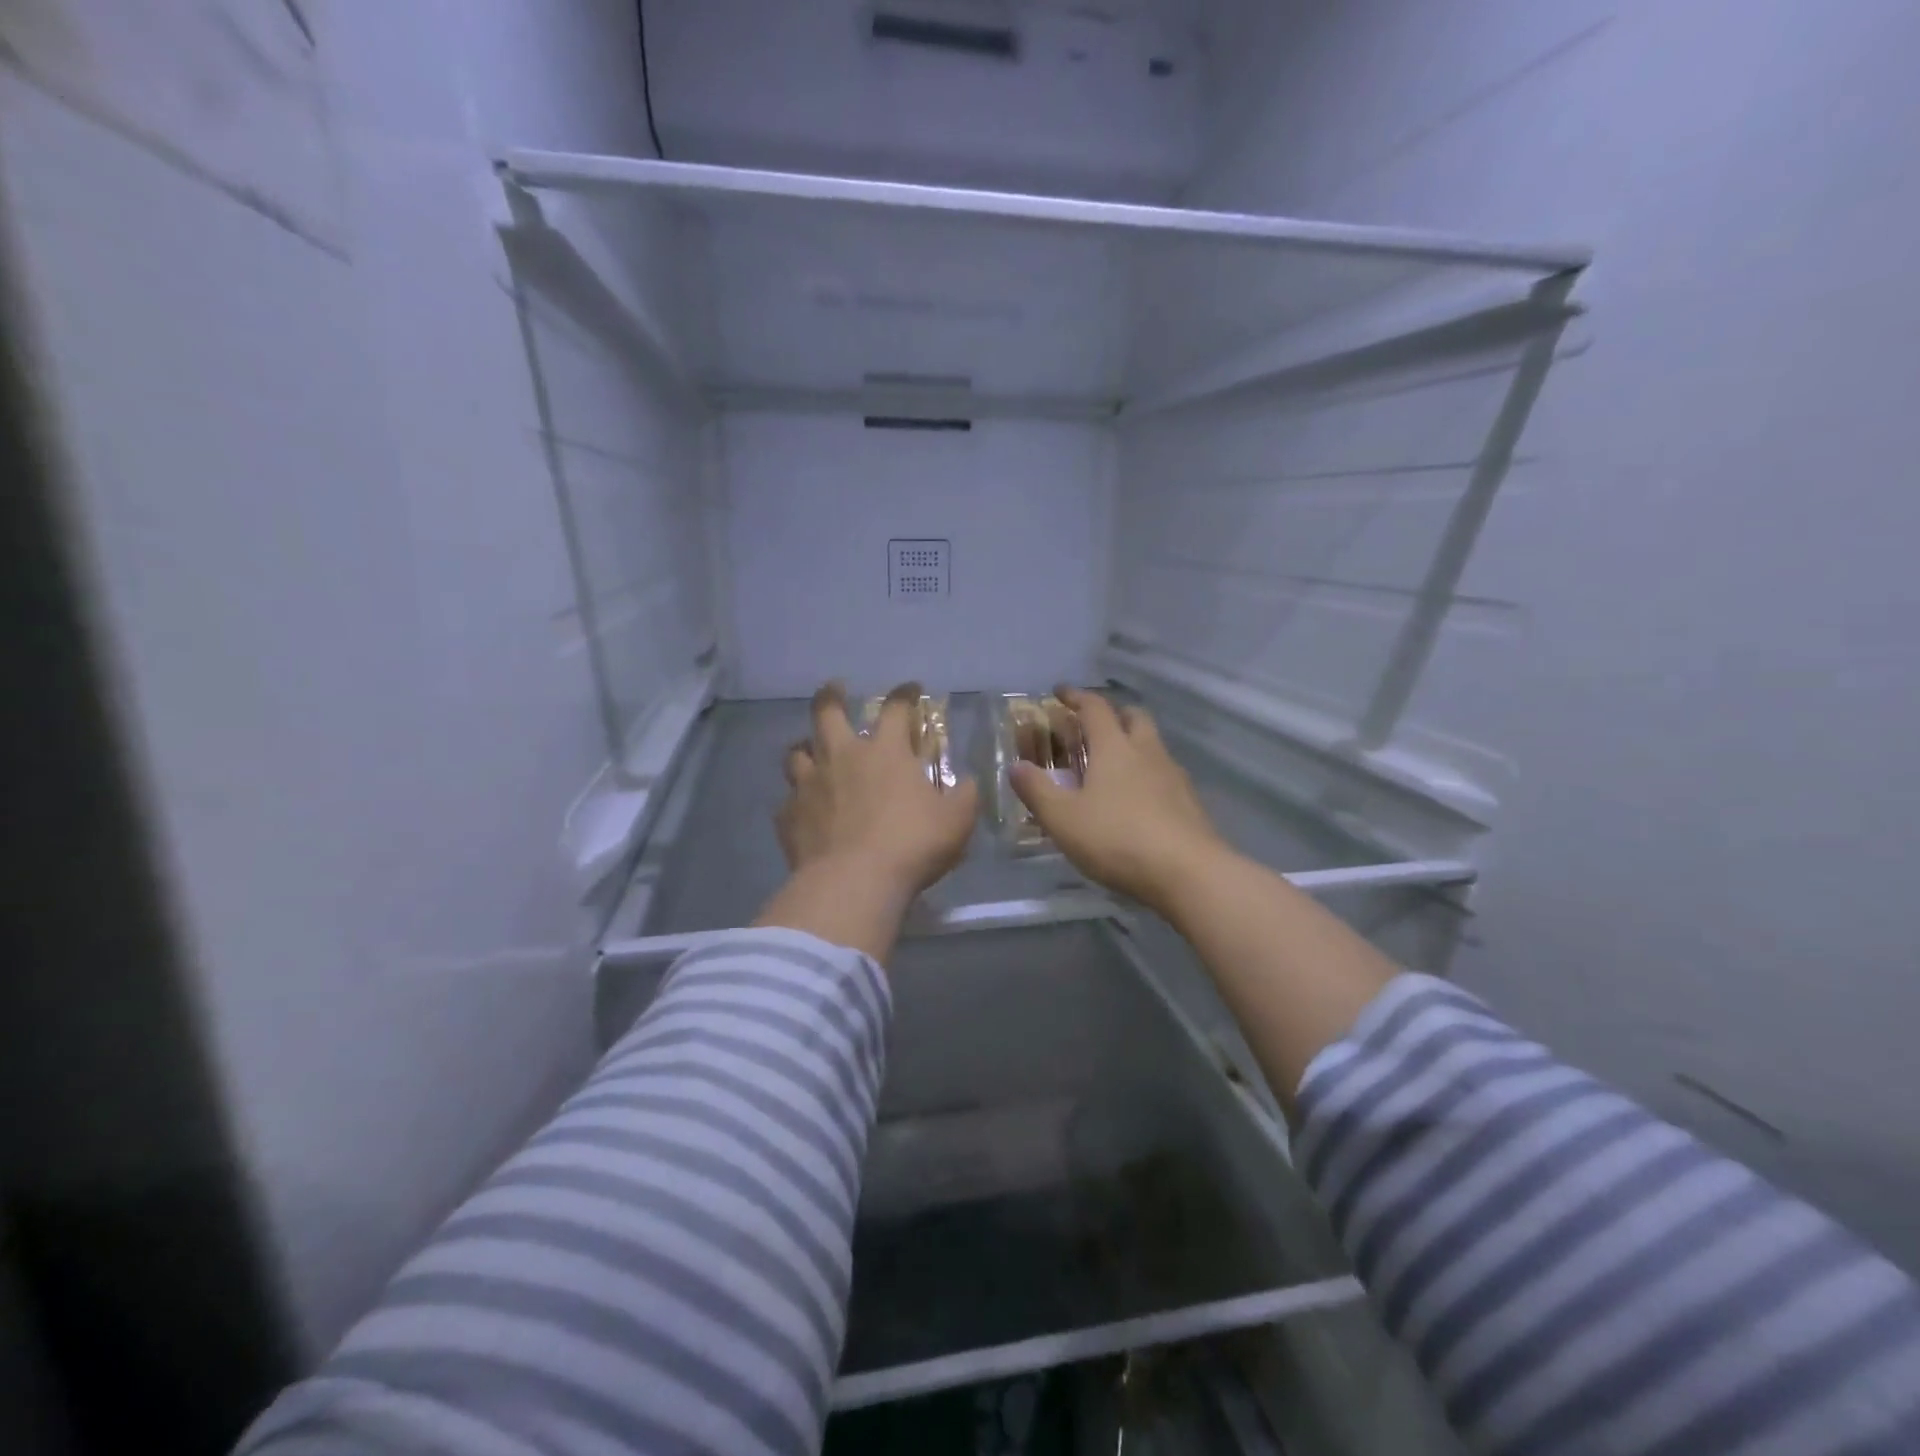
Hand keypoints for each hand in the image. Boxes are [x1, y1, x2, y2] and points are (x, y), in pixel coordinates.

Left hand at [756, 682, 978, 961]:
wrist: (853, 882)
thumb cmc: (912, 844)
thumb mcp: (956, 821)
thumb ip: (964, 796)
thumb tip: (966, 783)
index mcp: (885, 752)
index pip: (895, 709)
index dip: (904, 695)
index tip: (910, 688)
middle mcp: (842, 757)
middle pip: (827, 713)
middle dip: (830, 696)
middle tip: (834, 689)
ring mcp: (809, 785)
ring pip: (797, 753)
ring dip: (805, 748)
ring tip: (809, 750)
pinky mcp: (788, 817)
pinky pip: (788, 800)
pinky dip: (796, 800)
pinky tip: (803, 810)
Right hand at [1009, 687, 1226, 914]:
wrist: (1188, 873)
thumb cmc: (1118, 839)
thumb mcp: (1064, 819)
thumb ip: (1037, 790)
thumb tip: (1016, 766)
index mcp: (1114, 747)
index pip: (1095, 708)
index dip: (1076, 696)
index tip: (1060, 692)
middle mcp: (1147, 752)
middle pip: (1133, 717)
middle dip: (1113, 714)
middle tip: (1092, 726)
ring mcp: (1173, 776)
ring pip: (1152, 745)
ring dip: (1133, 744)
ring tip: (1112, 766)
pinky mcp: (1189, 802)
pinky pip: (1164, 774)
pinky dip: (1147, 774)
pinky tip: (1136, 799)